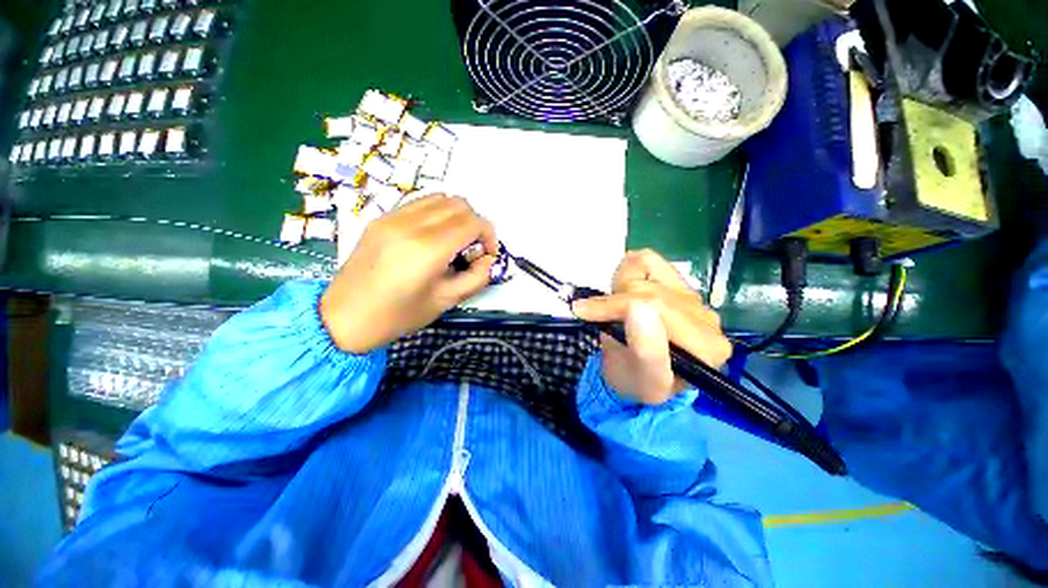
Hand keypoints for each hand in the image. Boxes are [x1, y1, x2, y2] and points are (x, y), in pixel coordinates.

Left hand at [320, 194, 498, 353]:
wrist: (344, 317)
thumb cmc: (399, 316)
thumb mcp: (447, 301)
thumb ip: (477, 278)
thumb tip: (488, 259)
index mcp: (428, 249)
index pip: (473, 222)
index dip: (489, 235)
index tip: (487, 254)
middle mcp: (410, 225)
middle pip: (459, 204)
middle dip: (475, 224)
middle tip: (472, 249)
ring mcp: (392, 217)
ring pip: (440, 198)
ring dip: (456, 215)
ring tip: (453, 240)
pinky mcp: (381, 218)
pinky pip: (419, 202)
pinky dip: (436, 213)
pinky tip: (433, 235)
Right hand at [571, 249, 731, 404]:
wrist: (637, 377)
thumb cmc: (636, 381)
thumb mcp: (640, 378)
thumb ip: (645, 348)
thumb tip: (637, 307)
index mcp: (704, 347)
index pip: (656, 308)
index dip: (614, 307)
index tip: (583, 311)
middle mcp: (707, 319)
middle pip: (651, 288)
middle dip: (614, 300)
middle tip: (595, 314)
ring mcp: (693, 298)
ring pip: (648, 267)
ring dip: (620, 286)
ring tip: (614, 308)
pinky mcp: (679, 284)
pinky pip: (649, 260)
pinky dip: (628, 271)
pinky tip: (625, 292)